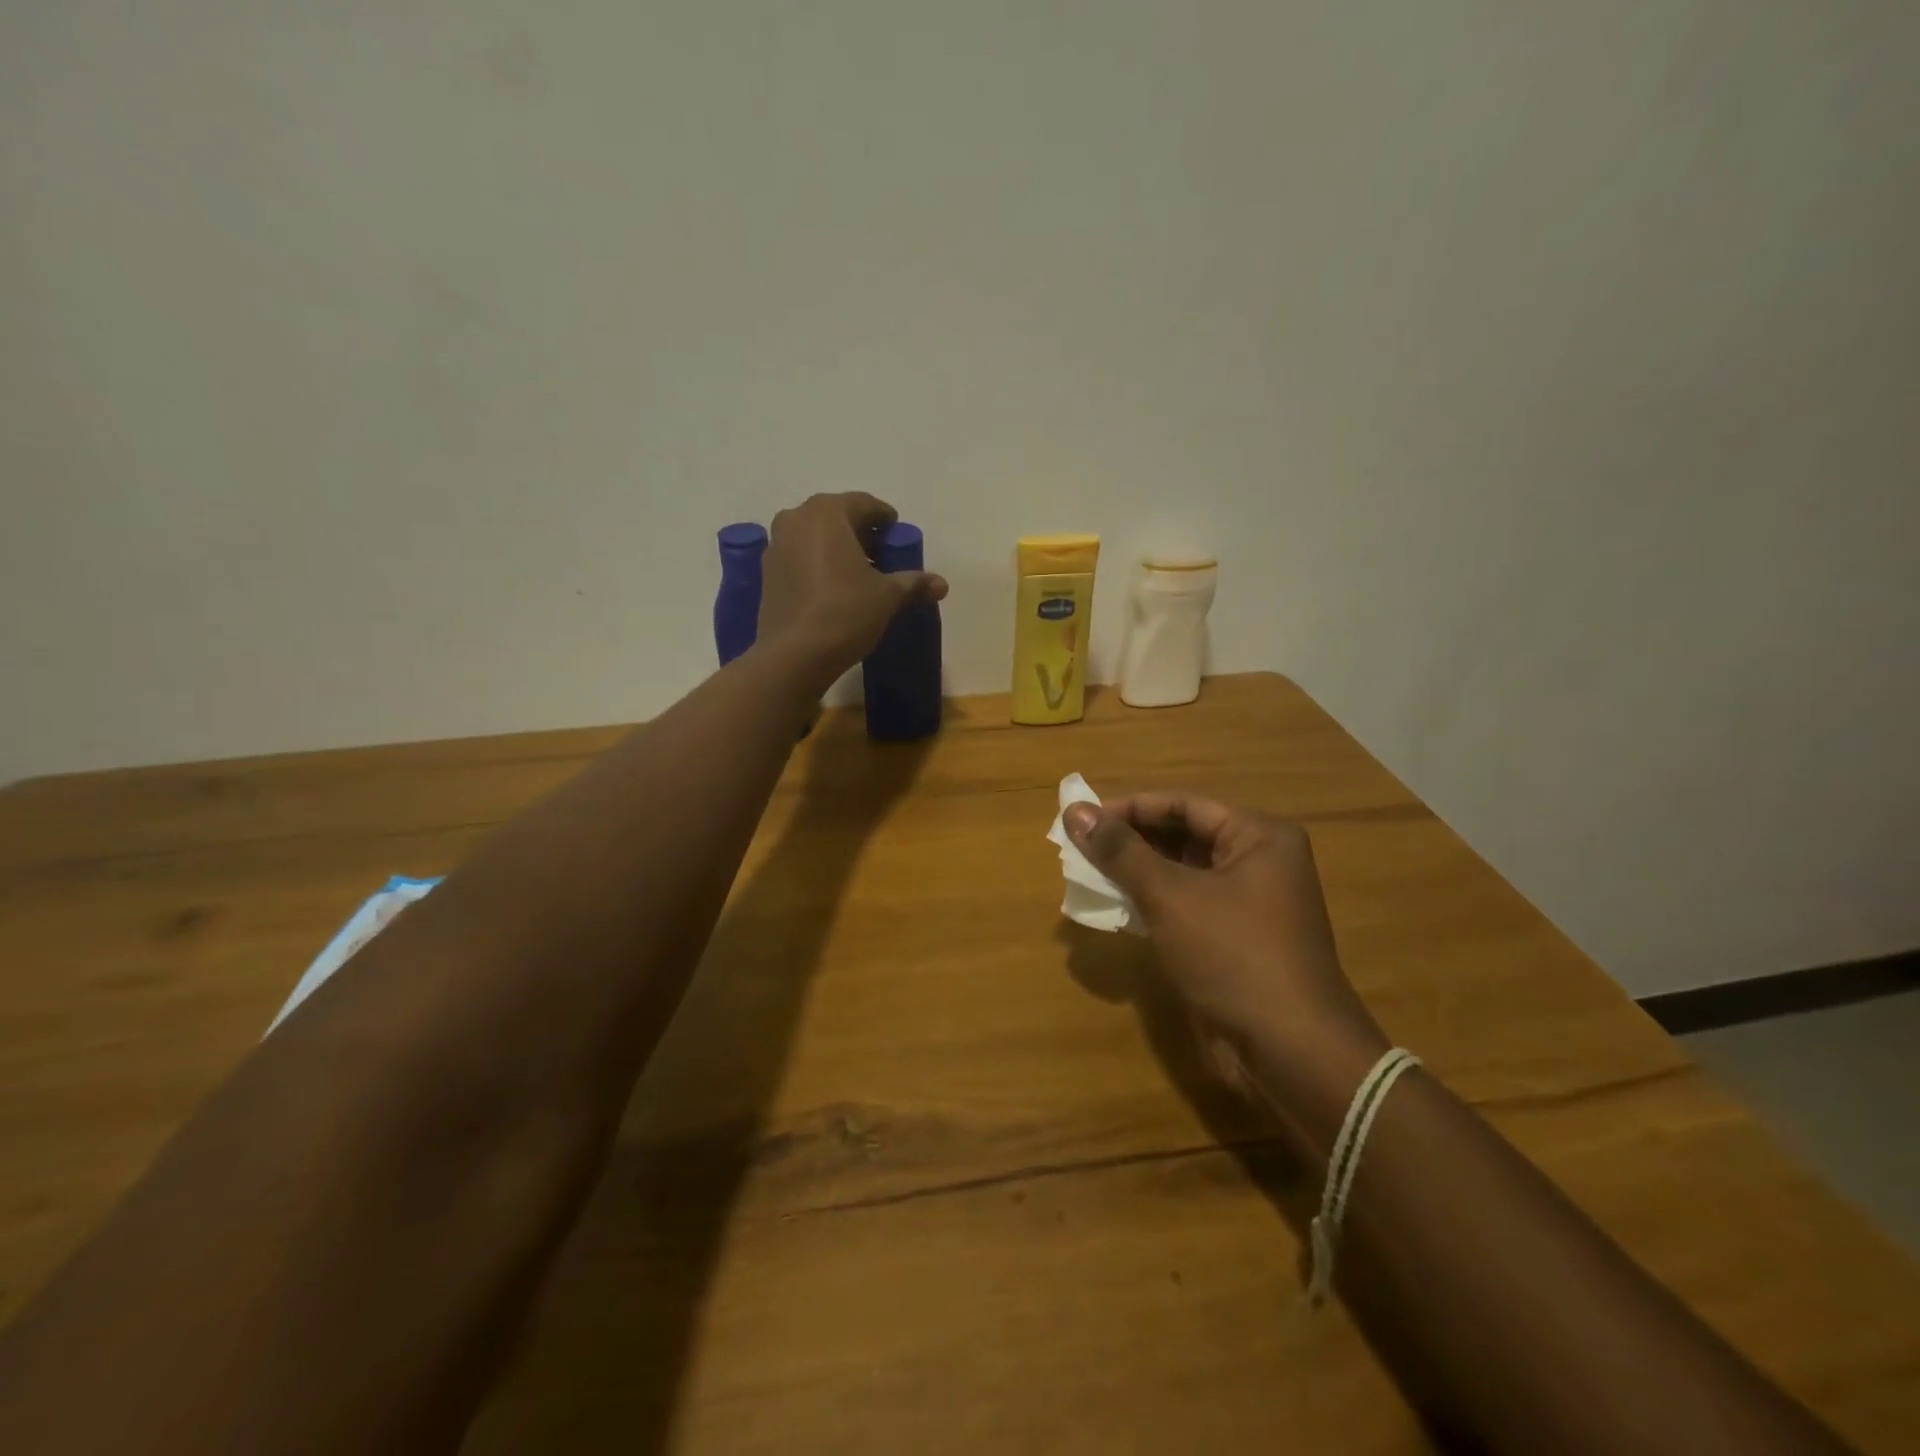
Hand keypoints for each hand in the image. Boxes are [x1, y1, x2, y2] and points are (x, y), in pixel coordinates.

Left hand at [757, 493, 948, 679]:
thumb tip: (942, 584)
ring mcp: (776, 545)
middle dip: (860, 533)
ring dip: (837, 548)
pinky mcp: (767, 573)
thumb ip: (914, 584)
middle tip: (882, 557)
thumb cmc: (845, 612)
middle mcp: (796, 519)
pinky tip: (833, 589)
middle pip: (836, 517)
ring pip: (814, 537)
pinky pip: (799, 557)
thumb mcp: (887, 597)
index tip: (897, 536)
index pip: (864, 504)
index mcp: (827, 513)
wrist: (794, 655)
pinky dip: (817, 564)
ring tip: (859, 575)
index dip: (884, 519)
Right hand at [1063, 794, 1388, 1121]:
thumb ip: (1121, 852)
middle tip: (1078, 846)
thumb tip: (1075, 812)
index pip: (1183, 805)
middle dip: (1130, 841)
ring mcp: (1247, 904)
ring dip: (1135, 872)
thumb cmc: (1233, 955)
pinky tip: (1113, 906)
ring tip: (1086, 873)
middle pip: (1182, 836)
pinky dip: (1149, 903)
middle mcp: (1257, 862)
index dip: (1130, 808)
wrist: (1288, 1052)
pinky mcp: (1232, 940)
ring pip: (1179, 873)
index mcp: (1258, 837)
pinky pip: (1184, 906)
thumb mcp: (1171, 896)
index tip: (1082, 818)